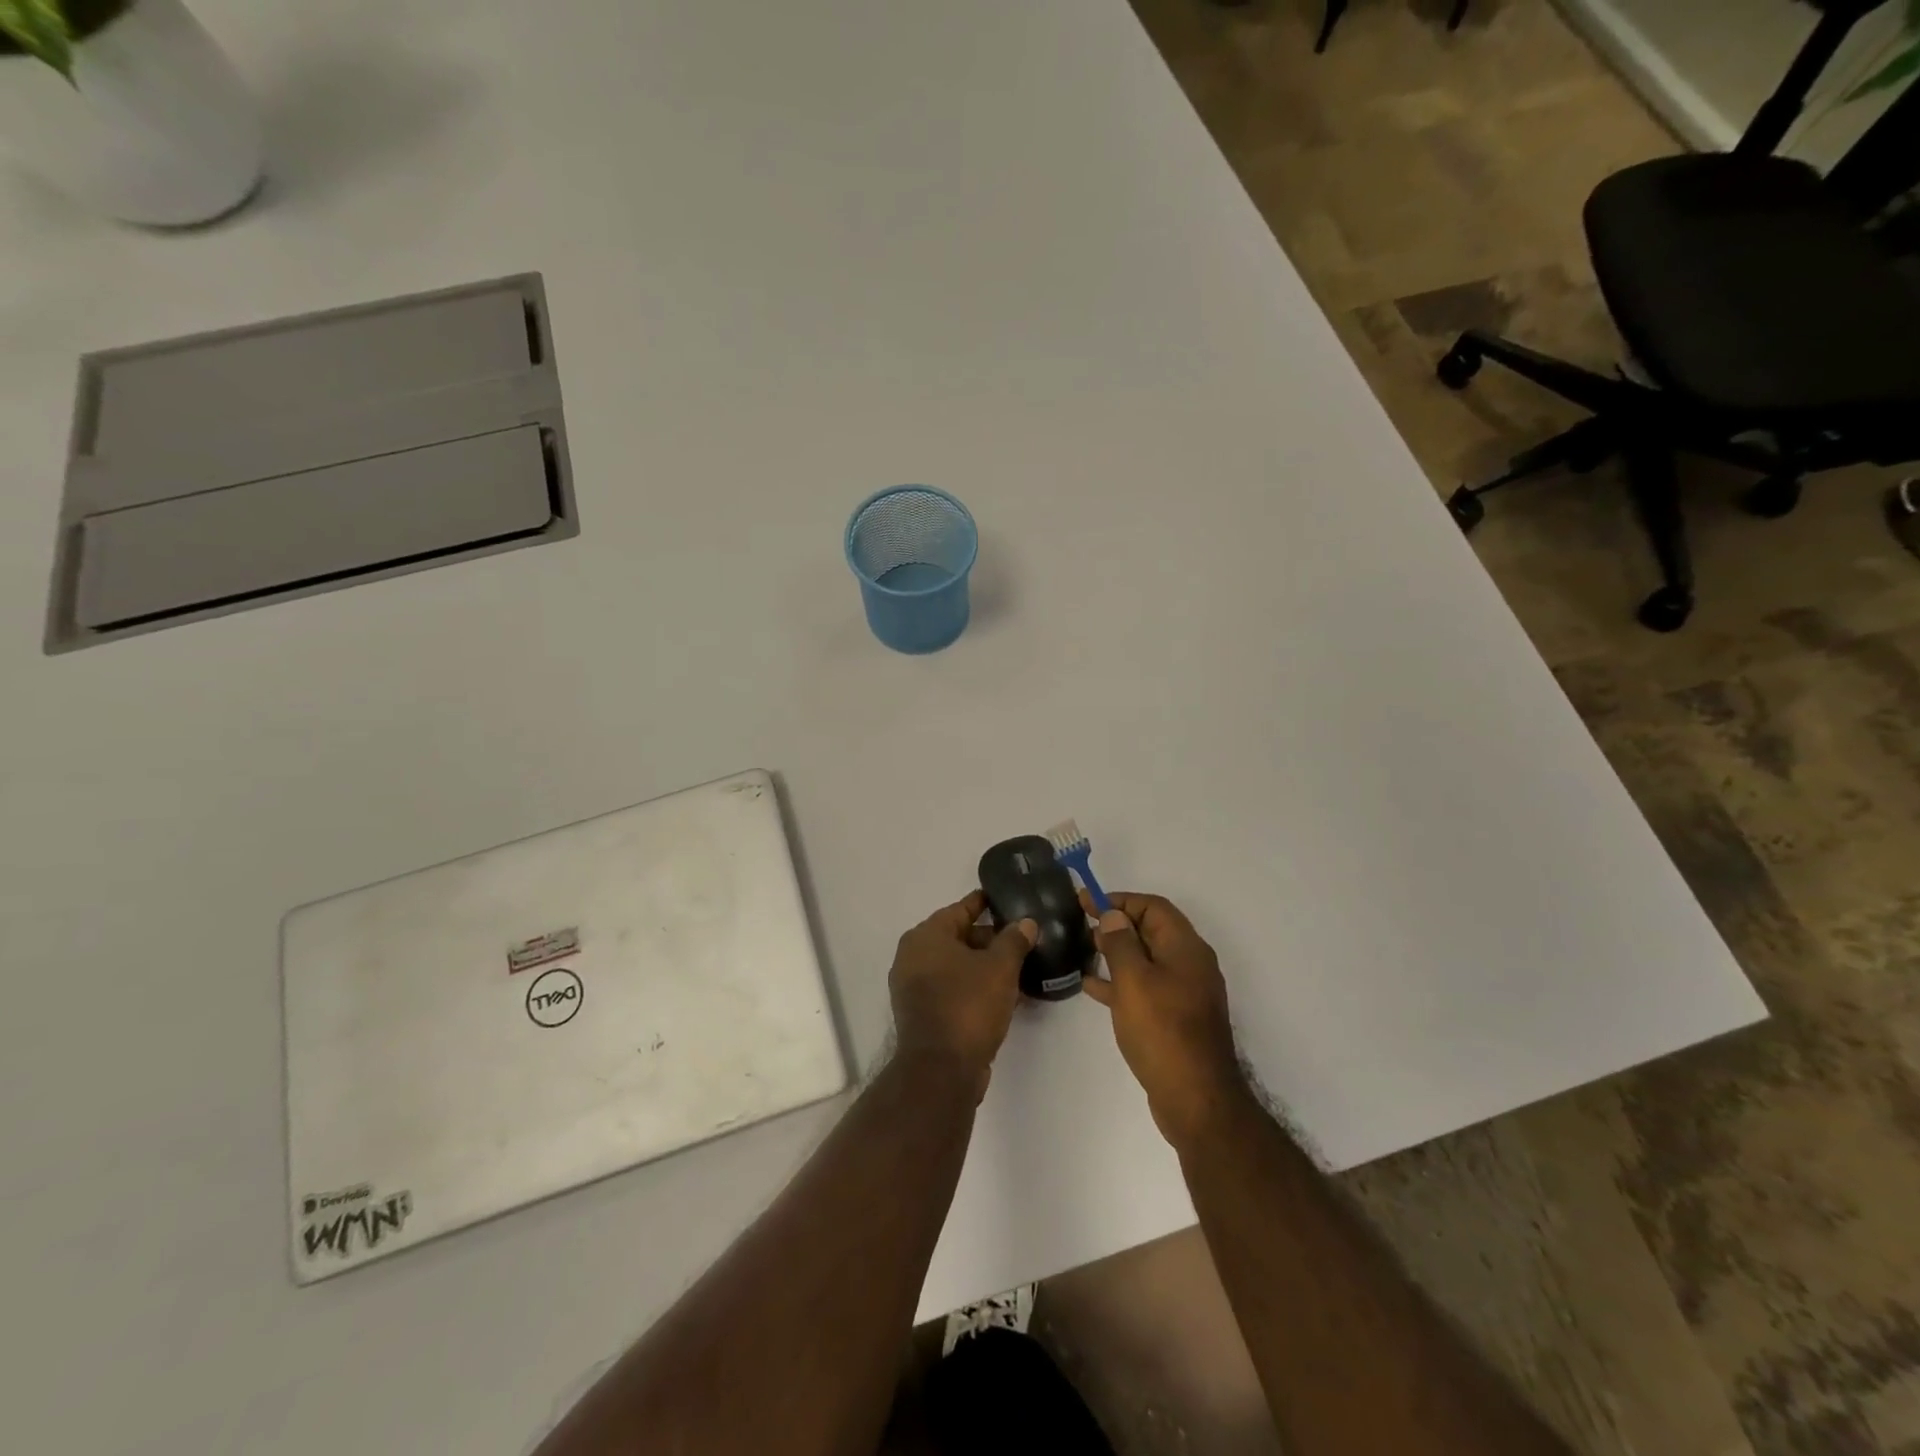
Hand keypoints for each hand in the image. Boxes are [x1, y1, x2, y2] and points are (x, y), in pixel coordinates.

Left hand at [889, 891, 1036, 1097]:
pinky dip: (976, 987)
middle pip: (958, 937)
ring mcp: (914, 987)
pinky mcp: (923, 1013)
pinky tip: (1006, 995)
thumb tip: (1026, 922)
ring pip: (957, 966)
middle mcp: (913, 956)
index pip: (961, 909)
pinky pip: (954, 989)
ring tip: (1021, 967)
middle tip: (1023, 938)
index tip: (1006, 899)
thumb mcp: (1000, 967)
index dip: (985, 903)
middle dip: (991, 939)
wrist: (941, 1070)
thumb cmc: (968, 1005)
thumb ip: (1014, 940)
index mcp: (926, 936)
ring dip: (986, 966)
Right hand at [1081, 892, 1246, 1146]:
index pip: (1153, 907)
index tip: (1086, 902)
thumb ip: (1121, 943)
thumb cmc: (1163, 1031)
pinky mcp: (1175, 1019)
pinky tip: (1092, 988)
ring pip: (1146, 960)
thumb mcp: (1134, 981)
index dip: (1120, 900)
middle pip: (1151, 931)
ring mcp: (1184, 993)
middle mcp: (1190, 965)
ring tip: (1083, 950)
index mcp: (1185, 948)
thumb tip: (1114, 916)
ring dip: (1116, 952)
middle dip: (1117, 924)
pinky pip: (1145, 987)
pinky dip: (1121, 982)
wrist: (1196, 1100)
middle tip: (1081, 924)